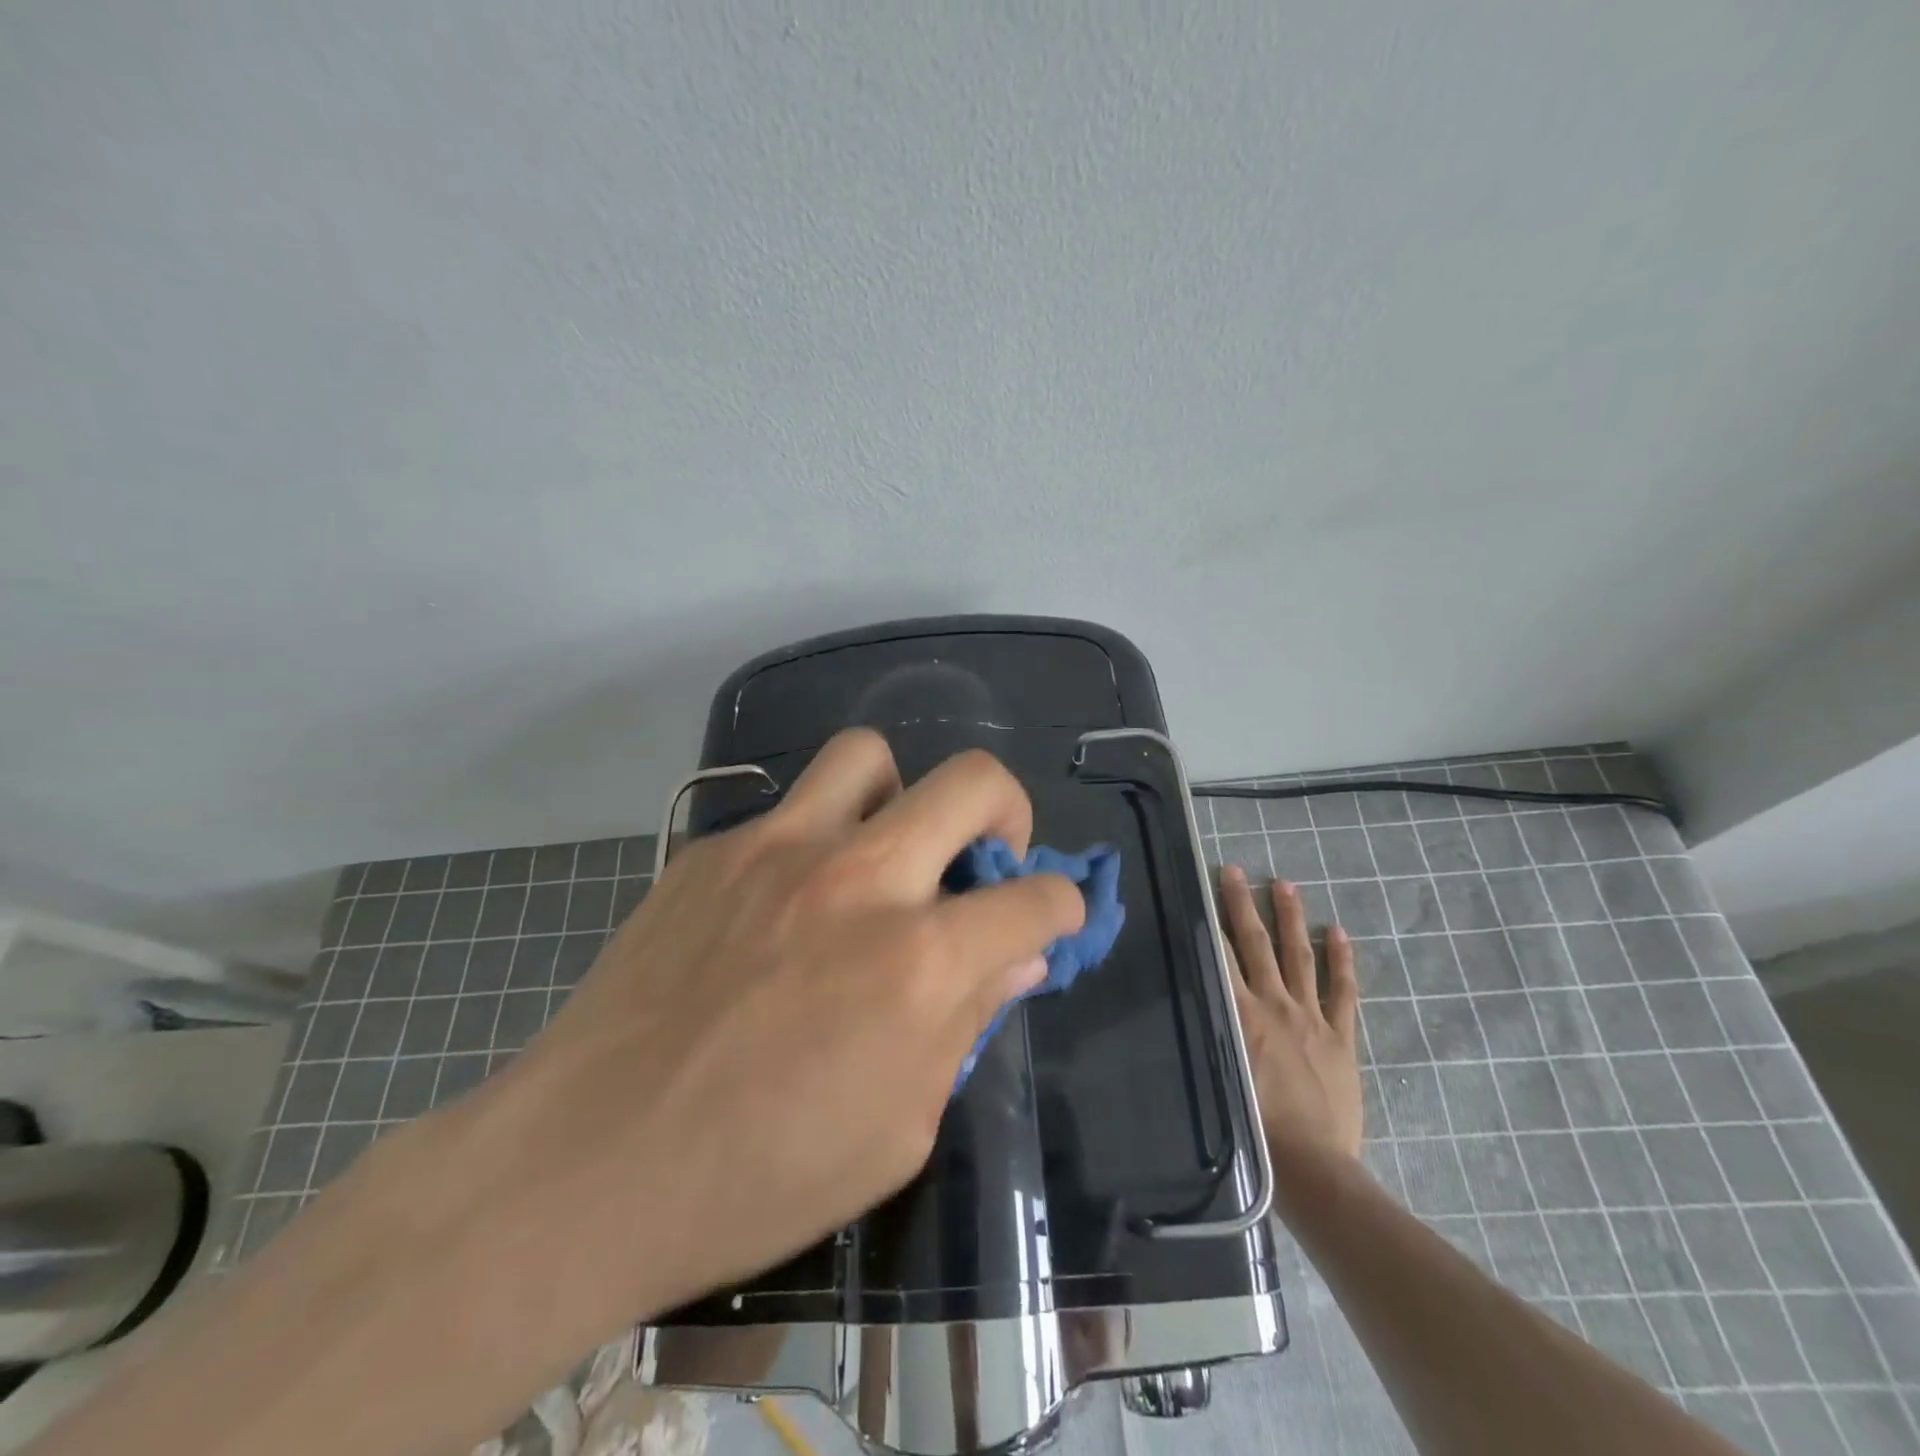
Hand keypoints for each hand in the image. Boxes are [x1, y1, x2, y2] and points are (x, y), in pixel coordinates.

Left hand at [427, 729, 1085, 1359]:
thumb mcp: (898, 1128)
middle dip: (1007, 810)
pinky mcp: (712, 848)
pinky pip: (789, 811)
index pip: (1035, 899)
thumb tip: (1015, 959)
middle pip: (971, 781)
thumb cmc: (756, 1177)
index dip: (1059, 908)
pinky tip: (787, 903)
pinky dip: (816, 841)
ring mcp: (777, 848)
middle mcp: (858, 879)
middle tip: (987, 857)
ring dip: (900, 797)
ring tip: (884, 852)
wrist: (584, 1165)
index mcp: (917, 961)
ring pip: (869, 756)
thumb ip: (966, 1025)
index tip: (1047, 921)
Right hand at [1217, 865, 1362, 1162]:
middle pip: (1256, 945)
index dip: (1212, 920)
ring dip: (1290, 919)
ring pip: (1298, 958)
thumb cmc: (1256, 1128)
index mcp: (1241, 1016)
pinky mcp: (1340, 1038)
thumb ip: (1209, 1033)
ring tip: (1286, 884)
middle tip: (1236, 872)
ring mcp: (1311, 1019)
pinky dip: (1340, 961)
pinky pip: (1342, 992)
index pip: (1221, 956)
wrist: (1314, 1167)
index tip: (1204, 889)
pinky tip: (1338, 934)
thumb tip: (1190, 998)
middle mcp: (1274, 1006)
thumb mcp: (1219, 1074)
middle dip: (1244, 905)